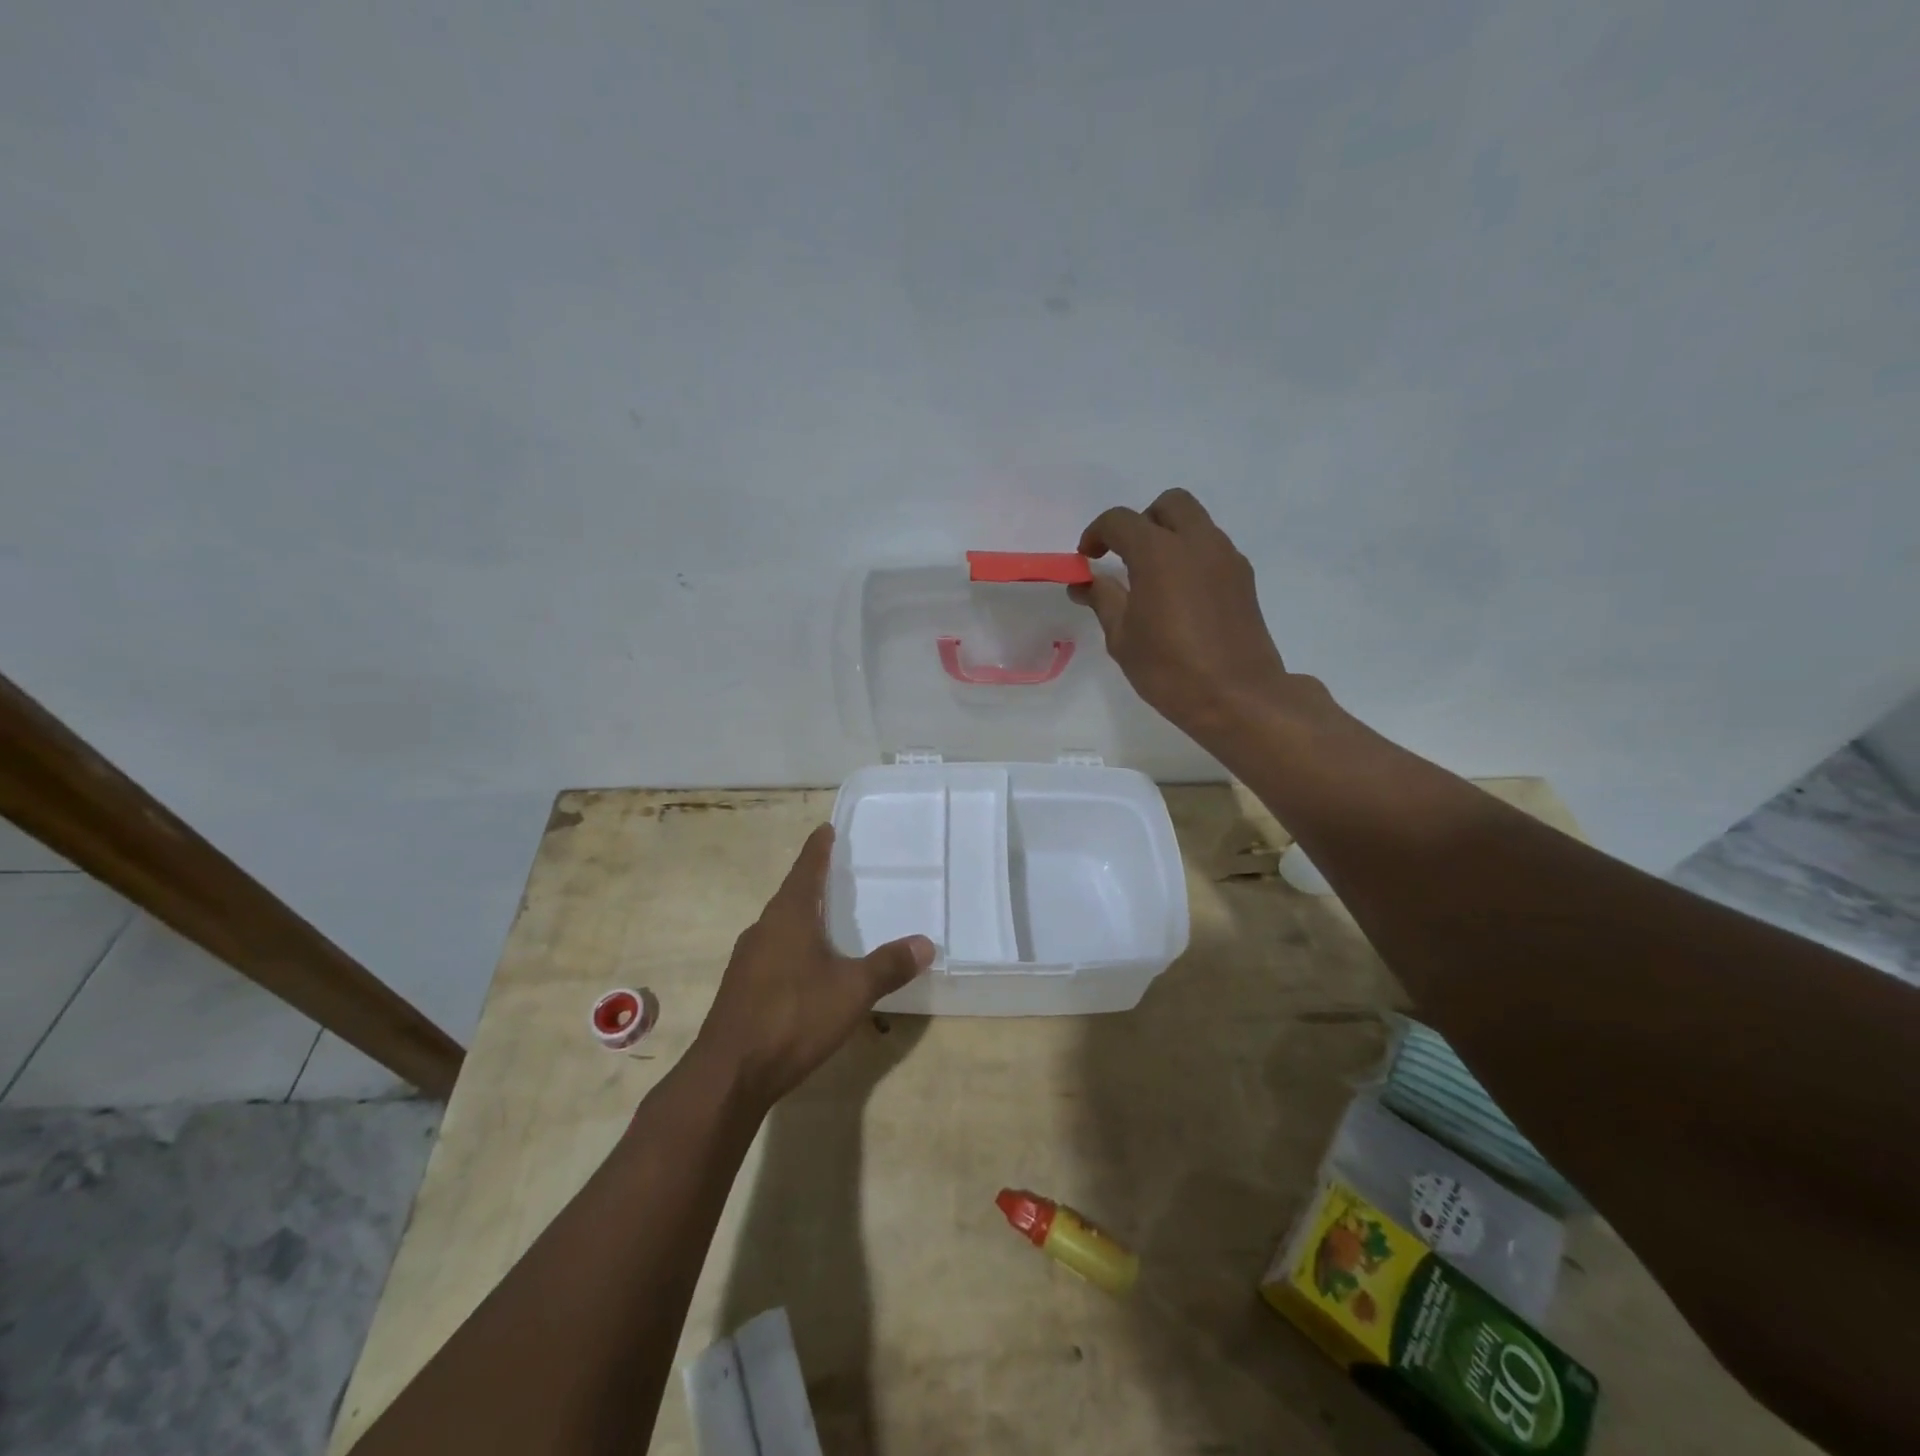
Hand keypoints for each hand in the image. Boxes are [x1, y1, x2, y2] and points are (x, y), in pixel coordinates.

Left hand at [696, 824, 933, 1106]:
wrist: (729, 1073)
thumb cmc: (793, 1017)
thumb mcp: (852, 991)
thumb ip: (889, 966)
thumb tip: (926, 943)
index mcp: (788, 916)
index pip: (806, 869)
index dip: (818, 849)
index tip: (825, 828)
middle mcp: (763, 929)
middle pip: (790, 895)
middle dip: (811, 883)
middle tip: (835, 873)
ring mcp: (746, 960)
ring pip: (779, 926)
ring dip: (801, 917)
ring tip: (825, 918)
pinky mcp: (740, 988)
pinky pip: (771, 952)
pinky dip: (791, 946)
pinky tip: (806, 968)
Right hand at [1072, 489, 1304, 742]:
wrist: (1237, 697)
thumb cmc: (1170, 669)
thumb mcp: (1122, 638)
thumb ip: (1103, 600)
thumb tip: (1084, 583)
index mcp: (1159, 552)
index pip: (1120, 521)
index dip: (1097, 534)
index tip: (1087, 558)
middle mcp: (1197, 542)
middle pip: (1168, 504)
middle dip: (1141, 522)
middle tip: (1125, 557)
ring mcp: (1226, 558)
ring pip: (1195, 523)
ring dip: (1169, 537)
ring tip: (1152, 579)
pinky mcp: (1244, 578)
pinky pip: (1212, 549)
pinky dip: (1191, 557)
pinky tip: (1180, 596)